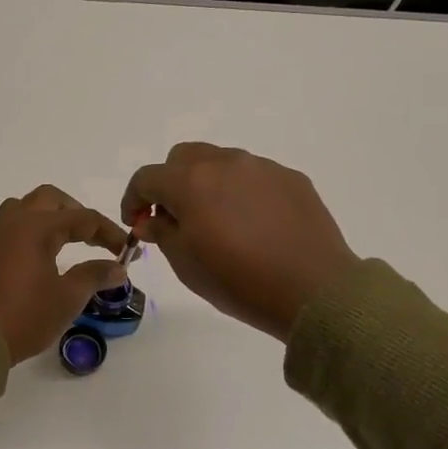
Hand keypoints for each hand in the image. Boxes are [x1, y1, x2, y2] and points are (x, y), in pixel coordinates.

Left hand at [0, 186, 129, 364]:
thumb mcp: (68, 298)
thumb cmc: (25, 316)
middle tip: (92, 237)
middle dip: (74, 212)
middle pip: (48, 199)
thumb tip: (118, 267)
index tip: (126, 251)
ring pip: (18, 208)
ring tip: (57, 239)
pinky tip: (21, 252)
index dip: (108, 232)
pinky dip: (14, 234)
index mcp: (36, 227)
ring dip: (42, 216)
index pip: (82, 218)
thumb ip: (94, 275)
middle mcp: (11, 223)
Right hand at [122, 144, 359, 341]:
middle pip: (182, 158)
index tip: (136, 223)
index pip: (147, 177)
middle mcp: (225, 163)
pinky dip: (241, 192)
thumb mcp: (186, 264)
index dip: (133, 199)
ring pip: (220, 162)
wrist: (313, 290)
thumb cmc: (239, 281)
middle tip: (175, 218)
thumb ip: (161, 232)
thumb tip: (150, 219)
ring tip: (218, 222)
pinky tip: (253, 225)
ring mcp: (262, 167)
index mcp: (191, 182)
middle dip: (169, 183)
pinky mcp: (291, 178)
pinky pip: (253, 176)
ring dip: (206, 184)